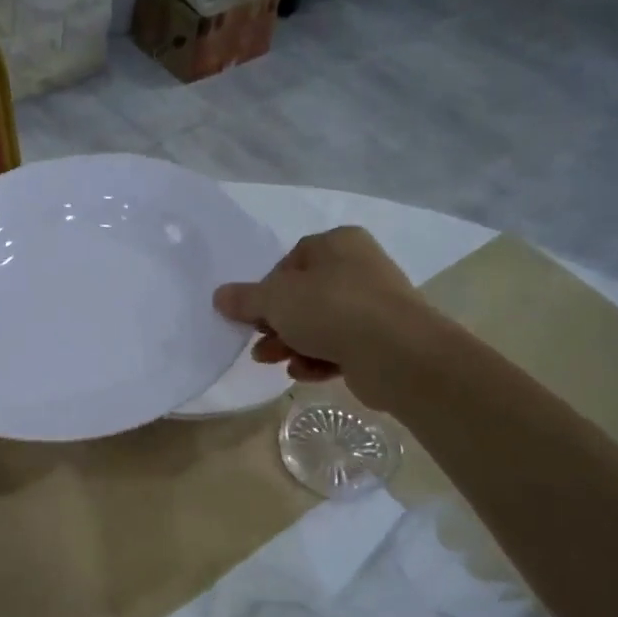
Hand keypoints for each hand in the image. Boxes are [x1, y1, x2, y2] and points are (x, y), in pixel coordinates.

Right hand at [213, 227, 420, 401]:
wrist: (398, 353)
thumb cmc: (331, 309)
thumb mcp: (275, 300)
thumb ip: (245, 299)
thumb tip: (220, 296)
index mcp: (338, 244)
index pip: (291, 262)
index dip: (267, 289)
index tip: (253, 313)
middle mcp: (359, 268)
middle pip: (304, 296)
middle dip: (276, 323)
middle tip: (259, 342)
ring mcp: (374, 305)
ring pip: (320, 324)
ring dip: (291, 344)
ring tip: (272, 361)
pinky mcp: (381, 340)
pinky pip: (340, 346)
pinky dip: (318, 359)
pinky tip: (304, 372)